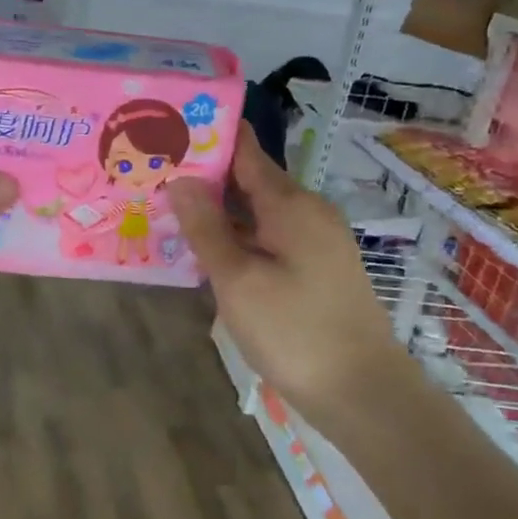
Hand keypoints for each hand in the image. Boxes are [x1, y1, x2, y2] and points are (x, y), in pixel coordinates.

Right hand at [167, 126, 398, 410]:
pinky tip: (208, 248)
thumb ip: (207, 228)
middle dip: (206, 175)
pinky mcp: (316, 269)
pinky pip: (269, 237)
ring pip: (259, 212)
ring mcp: (316, 242)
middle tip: (156, 172)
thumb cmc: (293, 331)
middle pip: (251, 180)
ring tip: (170, 206)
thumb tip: (181, 179)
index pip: (247, 151)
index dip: (210, 136)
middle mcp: (308, 212)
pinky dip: (238, 236)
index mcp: (291, 204)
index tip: (170, 127)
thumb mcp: (238, 280)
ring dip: (219, 209)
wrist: (361, 391)